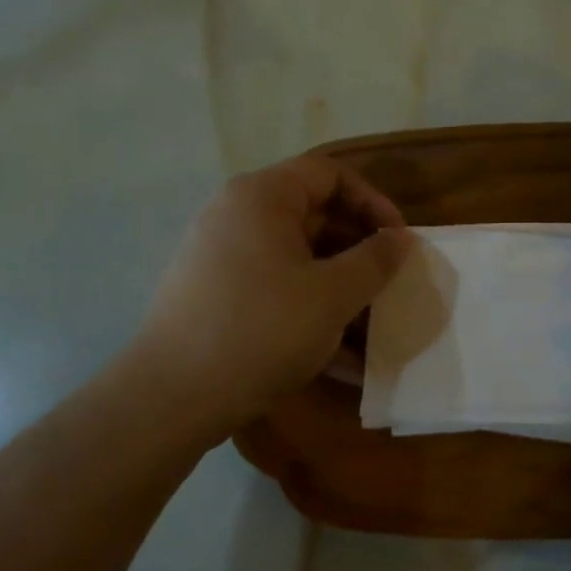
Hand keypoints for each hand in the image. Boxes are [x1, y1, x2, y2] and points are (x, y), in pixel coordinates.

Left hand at [134, 154, 412, 427]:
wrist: (171, 397)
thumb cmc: (262, 330)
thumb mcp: (332, 295)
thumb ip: (374, 261)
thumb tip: (399, 239)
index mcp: (262, 197)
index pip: (330, 174)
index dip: (373, 202)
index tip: (399, 242)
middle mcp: (236, 216)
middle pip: (313, 217)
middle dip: (359, 254)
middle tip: (390, 287)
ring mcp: (221, 257)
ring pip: (296, 261)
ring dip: (339, 292)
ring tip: (373, 332)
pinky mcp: (214, 296)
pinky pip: (274, 291)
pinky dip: (308, 314)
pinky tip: (341, 362)